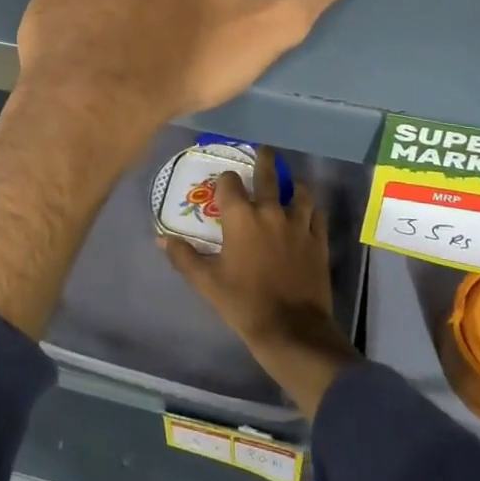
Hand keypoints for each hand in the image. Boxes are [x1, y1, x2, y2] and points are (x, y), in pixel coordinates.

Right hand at [162, 146, 360, 418]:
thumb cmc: (244, 303)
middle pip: (268, 174)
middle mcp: (270, 212)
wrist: (291, 329)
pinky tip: (308, 213)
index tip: (224, 183)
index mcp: (241, 218)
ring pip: (299, 192)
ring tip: (289, 184)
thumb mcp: (207, 282)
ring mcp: (298, 224)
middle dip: (264, 160)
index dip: (225, 180)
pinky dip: (312, 210)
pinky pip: (317, 215)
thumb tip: (160, 238)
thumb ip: (183, 256)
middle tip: (263, 151)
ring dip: (292, 185)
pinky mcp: (318, 240)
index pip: (230, 183)